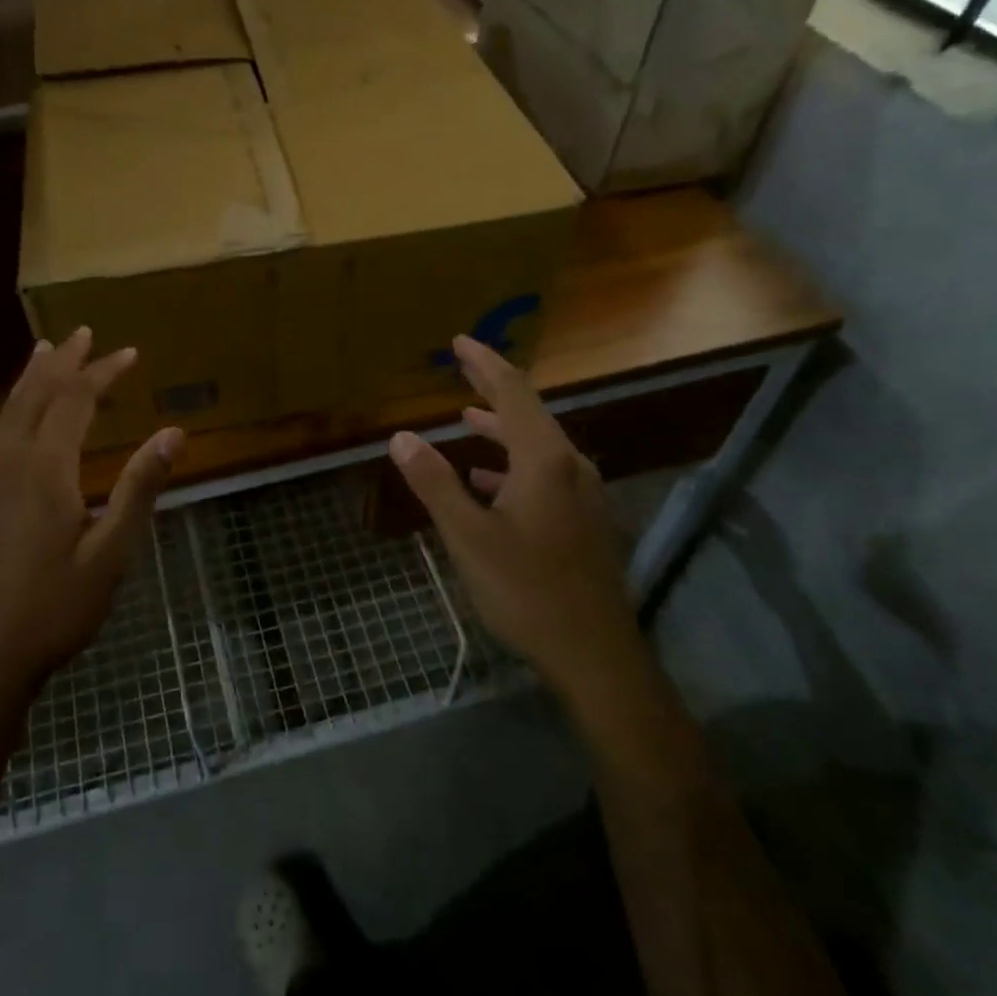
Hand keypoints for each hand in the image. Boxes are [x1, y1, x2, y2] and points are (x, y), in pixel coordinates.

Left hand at [0, 327, 181, 695]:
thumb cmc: (57, 607)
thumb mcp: (112, 551)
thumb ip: (139, 488)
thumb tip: (173, 432)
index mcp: (46, 471)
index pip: (73, 402)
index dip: (102, 373)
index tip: (131, 353)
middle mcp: (14, 464)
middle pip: (35, 396)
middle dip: (62, 362)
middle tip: (84, 332)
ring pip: (11, 411)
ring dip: (32, 377)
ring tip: (46, 350)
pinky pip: (3, 431)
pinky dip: (19, 404)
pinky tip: (27, 413)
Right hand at [389, 336, 629, 682]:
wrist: (594, 654)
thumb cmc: (527, 590)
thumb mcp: (469, 537)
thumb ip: (435, 483)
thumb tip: (401, 436)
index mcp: (545, 461)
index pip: (513, 395)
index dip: (486, 364)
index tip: (461, 341)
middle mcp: (570, 467)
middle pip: (529, 414)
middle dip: (493, 389)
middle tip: (464, 367)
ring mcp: (582, 495)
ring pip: (537, 446)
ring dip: (501, 429)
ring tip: (467, 419)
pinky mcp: (583, 521)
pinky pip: (544, 474)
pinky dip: (512, 465)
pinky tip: (487, 481)